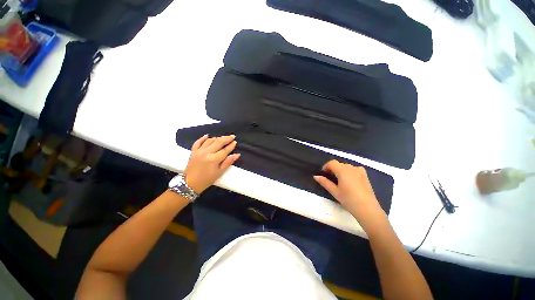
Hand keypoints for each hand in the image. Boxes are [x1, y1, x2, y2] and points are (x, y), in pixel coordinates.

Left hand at [184, 134, 240, 193]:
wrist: (189, 184)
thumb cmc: (206, 180)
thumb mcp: (219, 172)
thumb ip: (228, 162)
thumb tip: (237, 155)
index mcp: (214, 159)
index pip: (225, 150)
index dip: (231, 146)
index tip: (235, 142)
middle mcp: (206, 152)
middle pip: (218, 142)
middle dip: (226, 138)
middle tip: (232, 136)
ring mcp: (199, 151)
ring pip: (209, 140)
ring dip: (217, 138)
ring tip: (223, 138)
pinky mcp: (193, 151)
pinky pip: (198, 142)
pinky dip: (203, 138)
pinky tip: (207, 135)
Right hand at [314, 160, 385, 228]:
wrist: (368, 209)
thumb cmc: (348, 200)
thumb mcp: (334, 191)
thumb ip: (324, 182)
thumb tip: (315, 176)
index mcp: (343, 170)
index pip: (331, 163)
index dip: (326, 167)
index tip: (323, 174)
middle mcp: (351, 167)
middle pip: (339, 164)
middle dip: (333, 169)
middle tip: (330, 179)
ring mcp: (360, 171)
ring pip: (346, 167)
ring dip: (341, 171)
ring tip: (339, 181)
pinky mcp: (365, 175)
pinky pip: (354, 170)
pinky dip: (349, 172)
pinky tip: (349, 181)